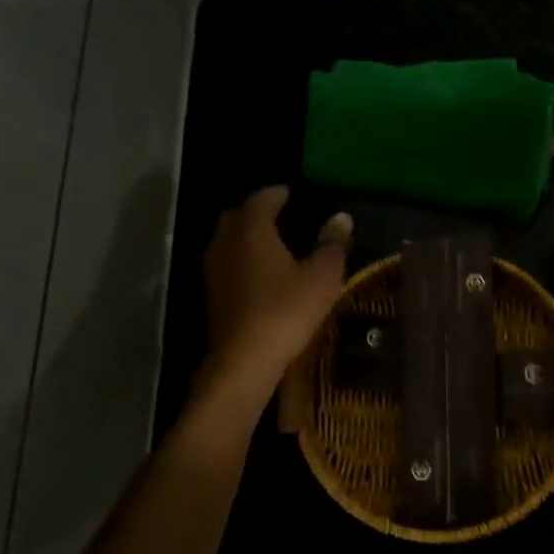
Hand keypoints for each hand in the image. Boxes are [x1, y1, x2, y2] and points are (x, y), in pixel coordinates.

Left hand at [201, 187, 351, 396]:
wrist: (244, 360)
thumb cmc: (286, 310)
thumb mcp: (321, 277)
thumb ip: (332, 244)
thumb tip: (341, 216)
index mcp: (252, 230)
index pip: (261, 199)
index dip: (277, 194)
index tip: (290, 193)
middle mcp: (226, 242)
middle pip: (237, 216)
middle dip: (256, 212)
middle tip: (279, 214)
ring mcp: (214, 270)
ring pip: (228, 241)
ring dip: (246, 237)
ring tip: (271, 243)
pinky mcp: (211, 294)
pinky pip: (226, 264)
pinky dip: (241, 260)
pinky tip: (259, 274)